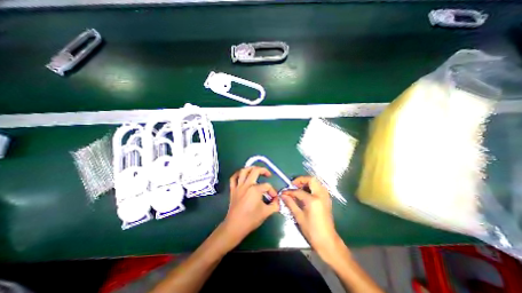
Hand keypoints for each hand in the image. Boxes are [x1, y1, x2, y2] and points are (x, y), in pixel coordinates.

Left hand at [223, 168, 281, 244]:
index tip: (274, 198)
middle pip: (255, 171)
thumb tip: (278, 201)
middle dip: (264, 170)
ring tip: (256, 170)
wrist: (235, 226)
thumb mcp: (266, 212)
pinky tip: (242, 175)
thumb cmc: (251, 219)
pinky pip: (233, 178)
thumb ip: (275, 205)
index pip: (267, 186)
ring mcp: (239, 186)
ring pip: (243, 171)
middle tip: (268, 174)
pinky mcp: (233, 189)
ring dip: (251, 168)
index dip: (272, 191)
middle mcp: (247, 184)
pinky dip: (237, 174)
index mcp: (255, 189)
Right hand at [282, 178, 343, 257]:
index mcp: (313, 200)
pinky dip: (312, 186)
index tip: (283, 192)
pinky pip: (319, 187)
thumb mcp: (299, 217)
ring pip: (317, 182)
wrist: (327, 241)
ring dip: (307, 182)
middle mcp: (321, 195)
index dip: (289, 191)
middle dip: (301, 180)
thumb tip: (283, 195)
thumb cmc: (312, 230)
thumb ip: (290, 203)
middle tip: (293, 185)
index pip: (298, 191)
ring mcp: (325, 196)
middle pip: (311, 180)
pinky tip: (306, 193)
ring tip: (299, 188)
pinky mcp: (327, 199)